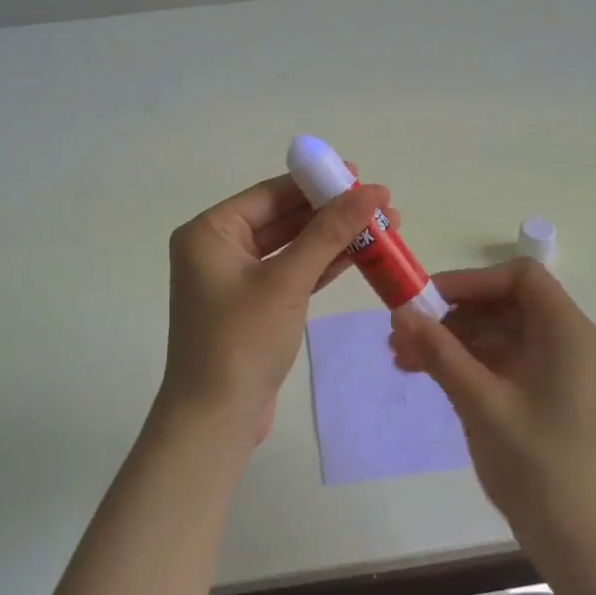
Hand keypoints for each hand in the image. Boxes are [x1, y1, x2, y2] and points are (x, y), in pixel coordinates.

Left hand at [160, 175, 392, 449]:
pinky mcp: (254, 305)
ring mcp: (236, 278)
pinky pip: (292, 273)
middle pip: (283, 218)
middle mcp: (218, 248)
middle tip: (381, 203)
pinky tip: (360, 255)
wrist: (215, 420)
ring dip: (334, 238)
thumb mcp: (287, 281)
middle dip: (331, 212)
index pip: (271, 194)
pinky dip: (322, 265)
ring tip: (385, 226)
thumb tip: (371, 190)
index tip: (359, 174)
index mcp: (210, 232)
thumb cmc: (241, 341)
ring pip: (292, 246)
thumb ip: (329, 232)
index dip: (317, 183)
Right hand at [389, 258, 595, 565]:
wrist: (580, 540)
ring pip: (493, 332)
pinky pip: (496, 360)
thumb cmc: (537, 465)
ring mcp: (550, 367)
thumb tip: (400, 311)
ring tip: (401, 358)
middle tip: (401, 333)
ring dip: (448, 339)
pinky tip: (422, 373)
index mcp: (564, 331)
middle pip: (501, 303)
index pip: (519, 277)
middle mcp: (562, 340)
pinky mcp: (538, 392)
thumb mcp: (481, 402)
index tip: (428, 300)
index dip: (472, 281)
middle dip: (450, 314)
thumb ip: (440, 352)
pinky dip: (461, 362)